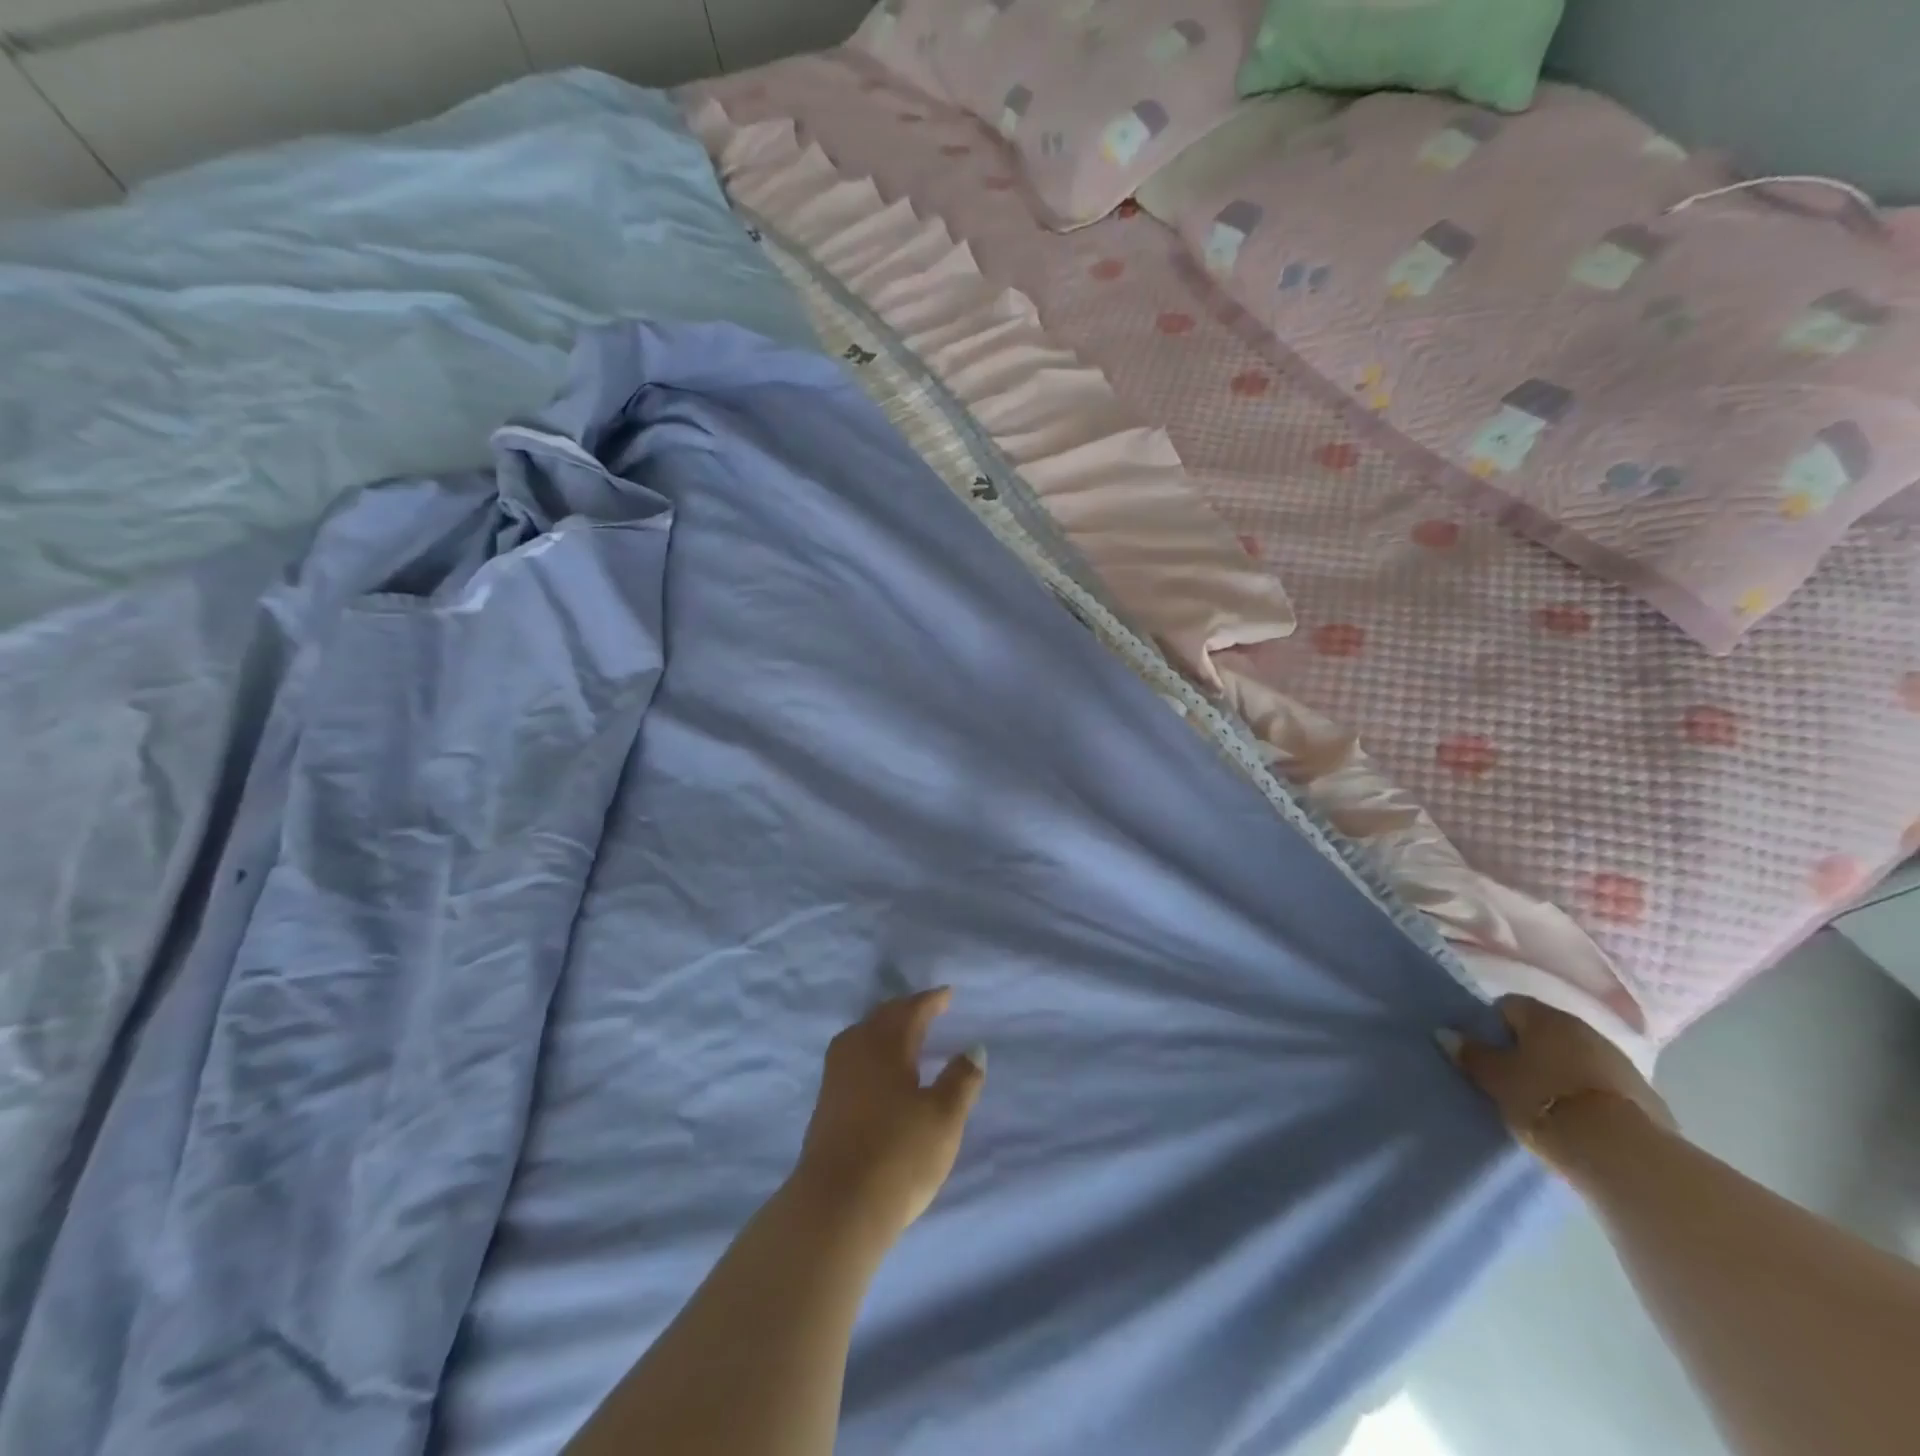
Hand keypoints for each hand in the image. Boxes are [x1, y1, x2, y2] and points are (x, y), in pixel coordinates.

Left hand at [791, 988, 985, 1243]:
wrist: (836, 1207)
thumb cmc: (899, 1155)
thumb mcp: (944, 1118)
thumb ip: (961, 1080)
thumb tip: (974, 1048)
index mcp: (887, 1044)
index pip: (912, 1010)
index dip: (932, 1000)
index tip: (948, 994)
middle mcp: (857, 1049)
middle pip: (883, 1017)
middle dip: (906, 1009)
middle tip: (927, 1008)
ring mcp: (836, 1076)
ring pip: (863, 1035)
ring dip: (885, 1028)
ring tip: (904, 1034)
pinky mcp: (826, 1103)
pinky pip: (853, 1056)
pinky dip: (872, 1049)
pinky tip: (879, 1069)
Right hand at [1446, 996, 1672, 1174]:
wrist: (1624, 1154)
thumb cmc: (1545, 1101)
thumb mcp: (1495, 1079)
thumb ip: (1471, 1054)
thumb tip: (1445, 1033)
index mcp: (1546, 1017)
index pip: (1509, 1006)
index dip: (1493, 1026)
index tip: (1486, 1054)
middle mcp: (1585, 1029)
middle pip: (1546, 1031)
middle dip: (1529, 1050)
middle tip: (1511, 1079)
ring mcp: (1620, 1062)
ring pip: (1577, 1057)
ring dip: (1561, 1072)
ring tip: (1546, 1102)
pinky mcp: (1645, 1096)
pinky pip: (1603, 1085)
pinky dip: (1588, 1095)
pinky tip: (1579, 1120)